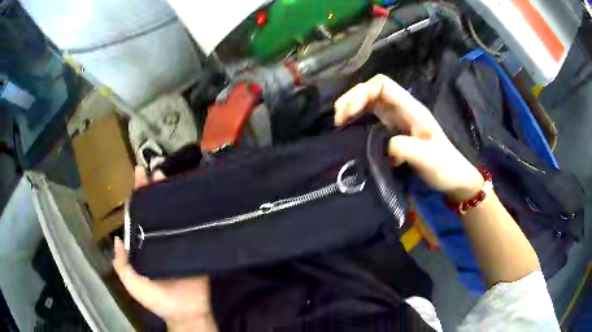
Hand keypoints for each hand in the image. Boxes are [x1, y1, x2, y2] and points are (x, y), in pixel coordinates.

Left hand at [113, 166, 217, 331]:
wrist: (186, 311)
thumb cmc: (158, 300)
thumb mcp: (132, 283)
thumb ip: (122, 264)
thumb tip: (118, 239)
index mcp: (144, 246)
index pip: (139, 216)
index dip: (137, 197)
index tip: (138, 176)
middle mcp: (159, 239)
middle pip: (154, 210)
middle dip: (152, 190)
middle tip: (152, 170)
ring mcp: (176, 241)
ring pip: (171, 214)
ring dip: (170, 196)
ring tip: (168, 177)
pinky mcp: (193, 245)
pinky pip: (190, 226)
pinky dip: (189, 211)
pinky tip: (189, 197)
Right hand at [334, 74, 482, 200]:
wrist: (453, 177)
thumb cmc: (444, 166)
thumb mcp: (427, 159)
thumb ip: (404, 148)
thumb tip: (382, 146)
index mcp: (411, 109)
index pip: (383, 85)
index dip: (363, 93)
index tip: (351, 114)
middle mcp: (402, 108)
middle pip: (371, 88)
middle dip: (352, 98)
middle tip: (339, 119)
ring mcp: (396, 117)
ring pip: (369, 100)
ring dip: (351, 106)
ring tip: (339, 121)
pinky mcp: (392, 128)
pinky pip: (370, 115)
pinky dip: (357, 117)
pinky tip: (349, 128)